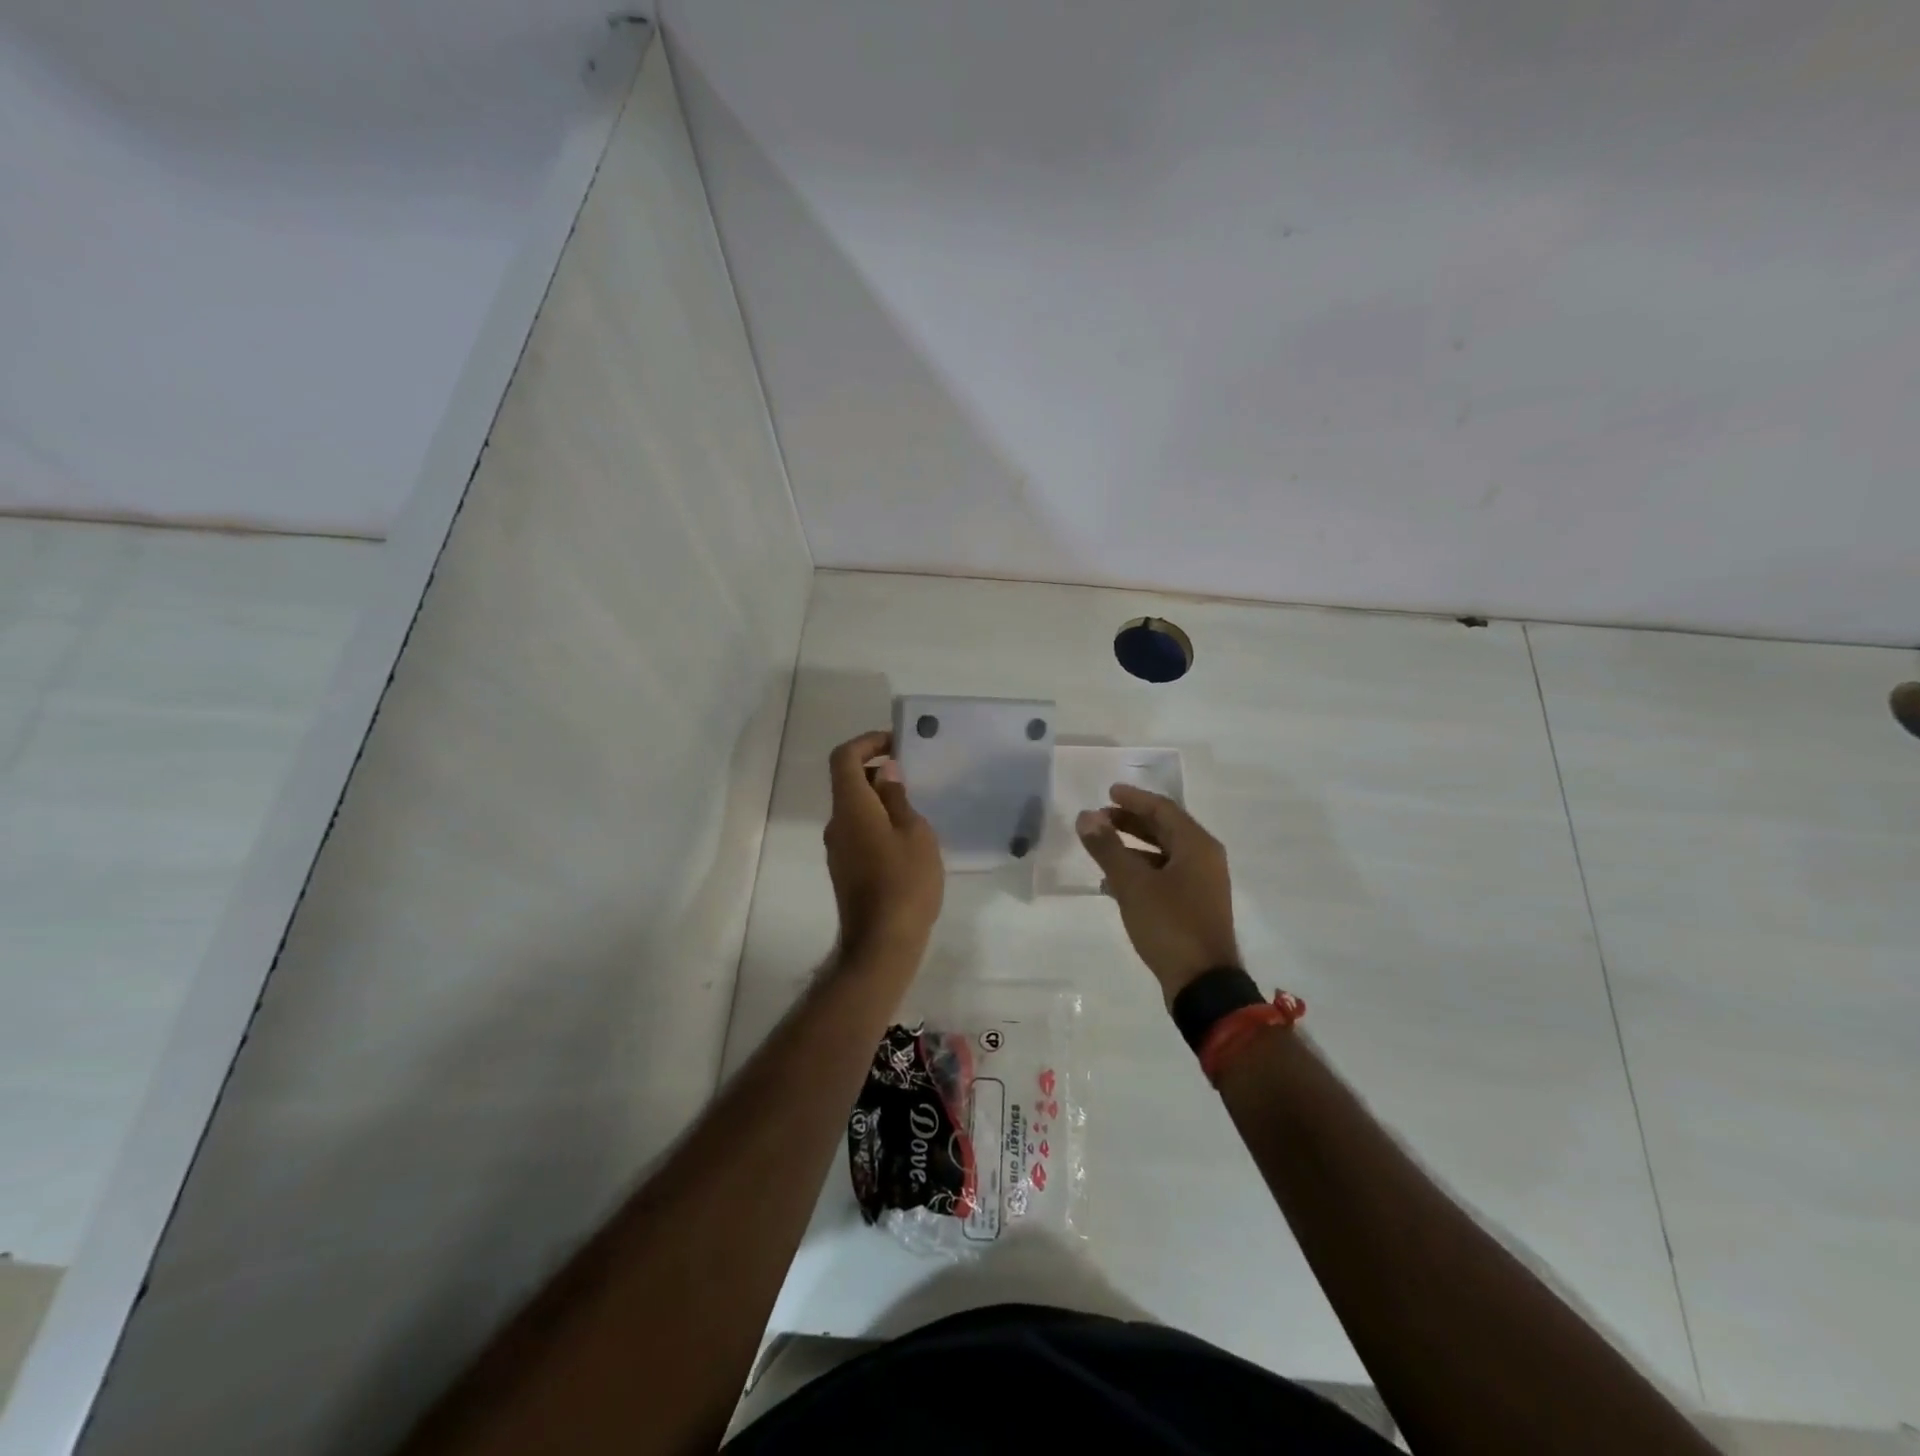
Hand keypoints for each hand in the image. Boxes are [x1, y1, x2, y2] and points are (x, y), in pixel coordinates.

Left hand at [824, 730, 943, 959]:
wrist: (882, 943)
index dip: (867, 742)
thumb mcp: (915, 833)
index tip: (895, 743)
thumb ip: (897, 799)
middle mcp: (836, 824)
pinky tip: (907, 840)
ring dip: (880, 799)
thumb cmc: (905, 882)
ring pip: (855, 809)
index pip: (844, 758)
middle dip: (877, 770)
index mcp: (851, 808)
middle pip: (848, 782)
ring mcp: (838, 850)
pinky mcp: (845, 870)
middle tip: (912, 774)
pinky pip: (858, 832)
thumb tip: (885, 773)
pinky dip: (878, 822)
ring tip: (916, 808)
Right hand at [1077, 786, 1239, 1004]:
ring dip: (1132, 848)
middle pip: (1165, 829)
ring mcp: (1202, 885)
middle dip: (1131, 822)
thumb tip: (1085, 816)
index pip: (1163, 809)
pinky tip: (1113, 883)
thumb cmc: (1170, 925)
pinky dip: (1140, 872)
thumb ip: (1108, 848)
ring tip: (1101, 848)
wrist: (1203, 984)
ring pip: (1163, 854)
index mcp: (1197, 846)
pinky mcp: (1194, 907)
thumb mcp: (1133, 884)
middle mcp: (1204, 859)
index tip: (1108, 792)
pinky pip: (1165, 877)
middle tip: (1100, 818)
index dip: (1134, 799)